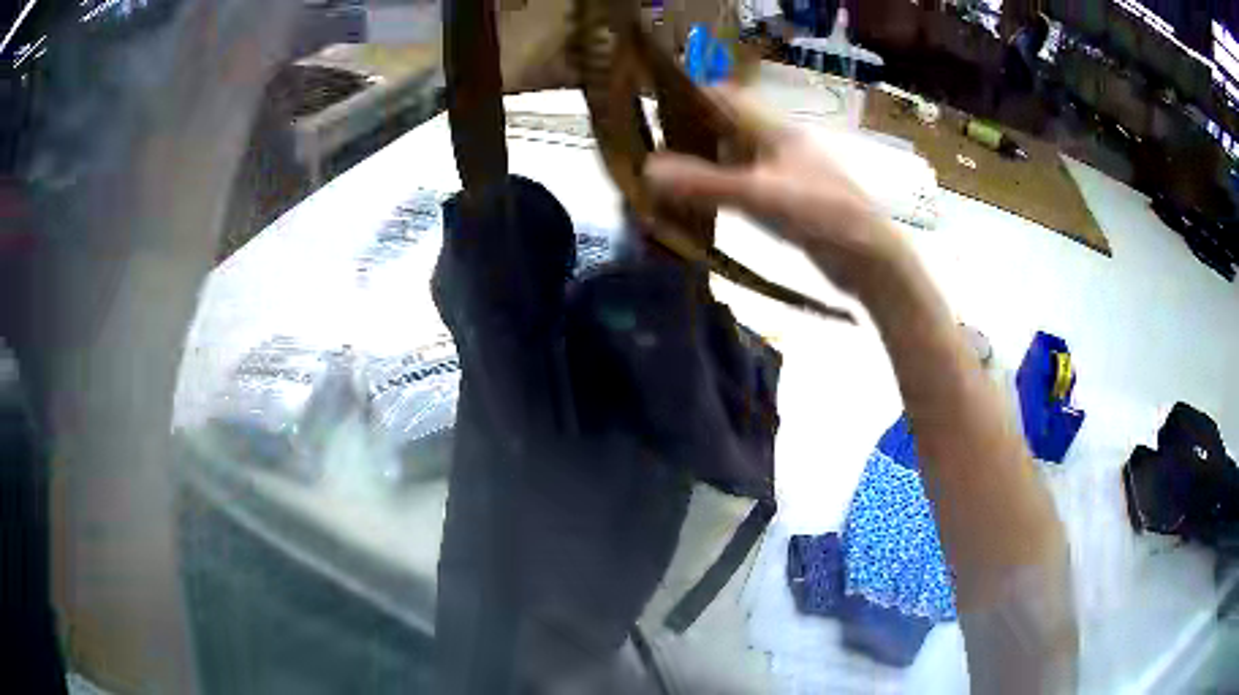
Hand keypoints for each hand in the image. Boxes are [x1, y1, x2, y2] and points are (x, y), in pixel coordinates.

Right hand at [643, 87, 908, 298]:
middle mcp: (778, 146)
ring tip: (663, 175)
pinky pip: (744, 186)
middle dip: (691, 132)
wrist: (870, 260)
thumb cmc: (823, 215)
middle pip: (727, 126)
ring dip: (704, 163)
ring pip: (735, 157)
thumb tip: (647, 170)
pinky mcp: (787, 202)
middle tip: (649, 147)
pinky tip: (699, 203)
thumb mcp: (761, 196)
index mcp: (776, 131)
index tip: (652, 106)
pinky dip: (720, 190)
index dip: (692, 95)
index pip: (728, 97)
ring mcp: (784, 174)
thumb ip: (706, 184)